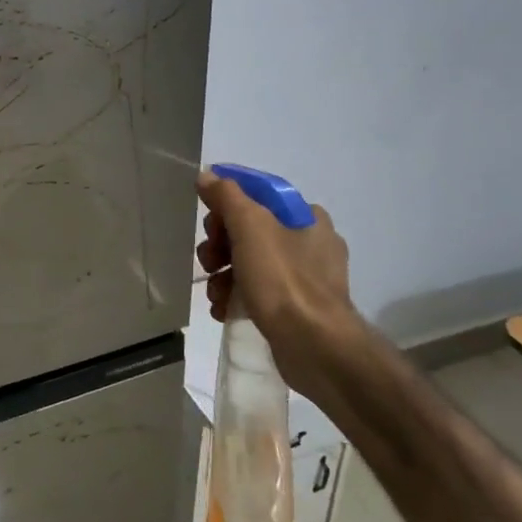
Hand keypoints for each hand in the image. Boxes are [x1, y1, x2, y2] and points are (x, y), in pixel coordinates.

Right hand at [196, 171, 361, 396]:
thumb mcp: (250, 226)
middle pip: (249, 230)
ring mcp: (305, 279)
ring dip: (223, 274)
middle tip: (210, 260)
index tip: (210, 222)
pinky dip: (236, 297)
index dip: (227, 205)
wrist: (314, 346)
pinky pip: (257, 292)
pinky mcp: (296, 308)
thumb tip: (208, 175)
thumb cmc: (283, 279)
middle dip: (220, 245)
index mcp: (307, 217)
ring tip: (214, 292)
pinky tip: (223, 309)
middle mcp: (310, 244)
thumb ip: (227, 196)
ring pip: (249, 262)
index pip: (258, 195)